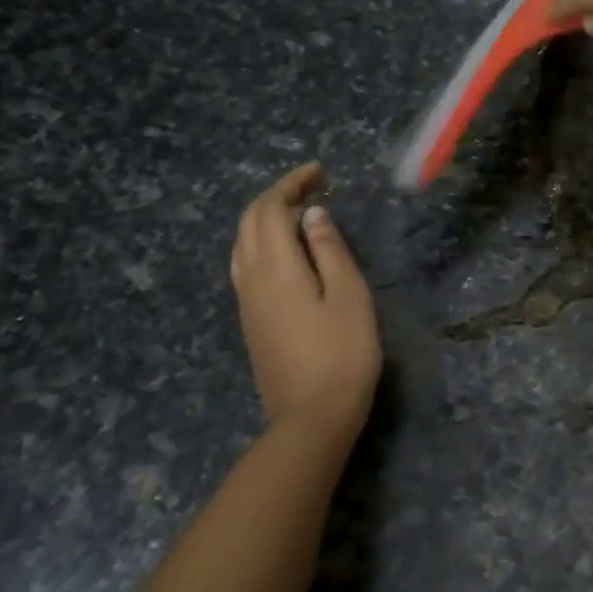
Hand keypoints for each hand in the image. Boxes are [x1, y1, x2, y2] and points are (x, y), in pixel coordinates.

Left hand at [230, 162, 381, 438]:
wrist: (311, 418)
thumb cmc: (342, 355)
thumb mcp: (350, 296)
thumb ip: (330, 250)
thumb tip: (312, 215)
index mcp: (276, 269)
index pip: (271, 210)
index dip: (291, 184)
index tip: (320, 173)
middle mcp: (251, 279)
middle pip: (250, 223)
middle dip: (277, 196)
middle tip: (313, 187)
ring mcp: (246, 303)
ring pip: (242, 244)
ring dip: (266, 219)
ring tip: (300, 214)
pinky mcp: (251, 321)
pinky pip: (245, 265)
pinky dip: (263, 243)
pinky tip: (288, 252)